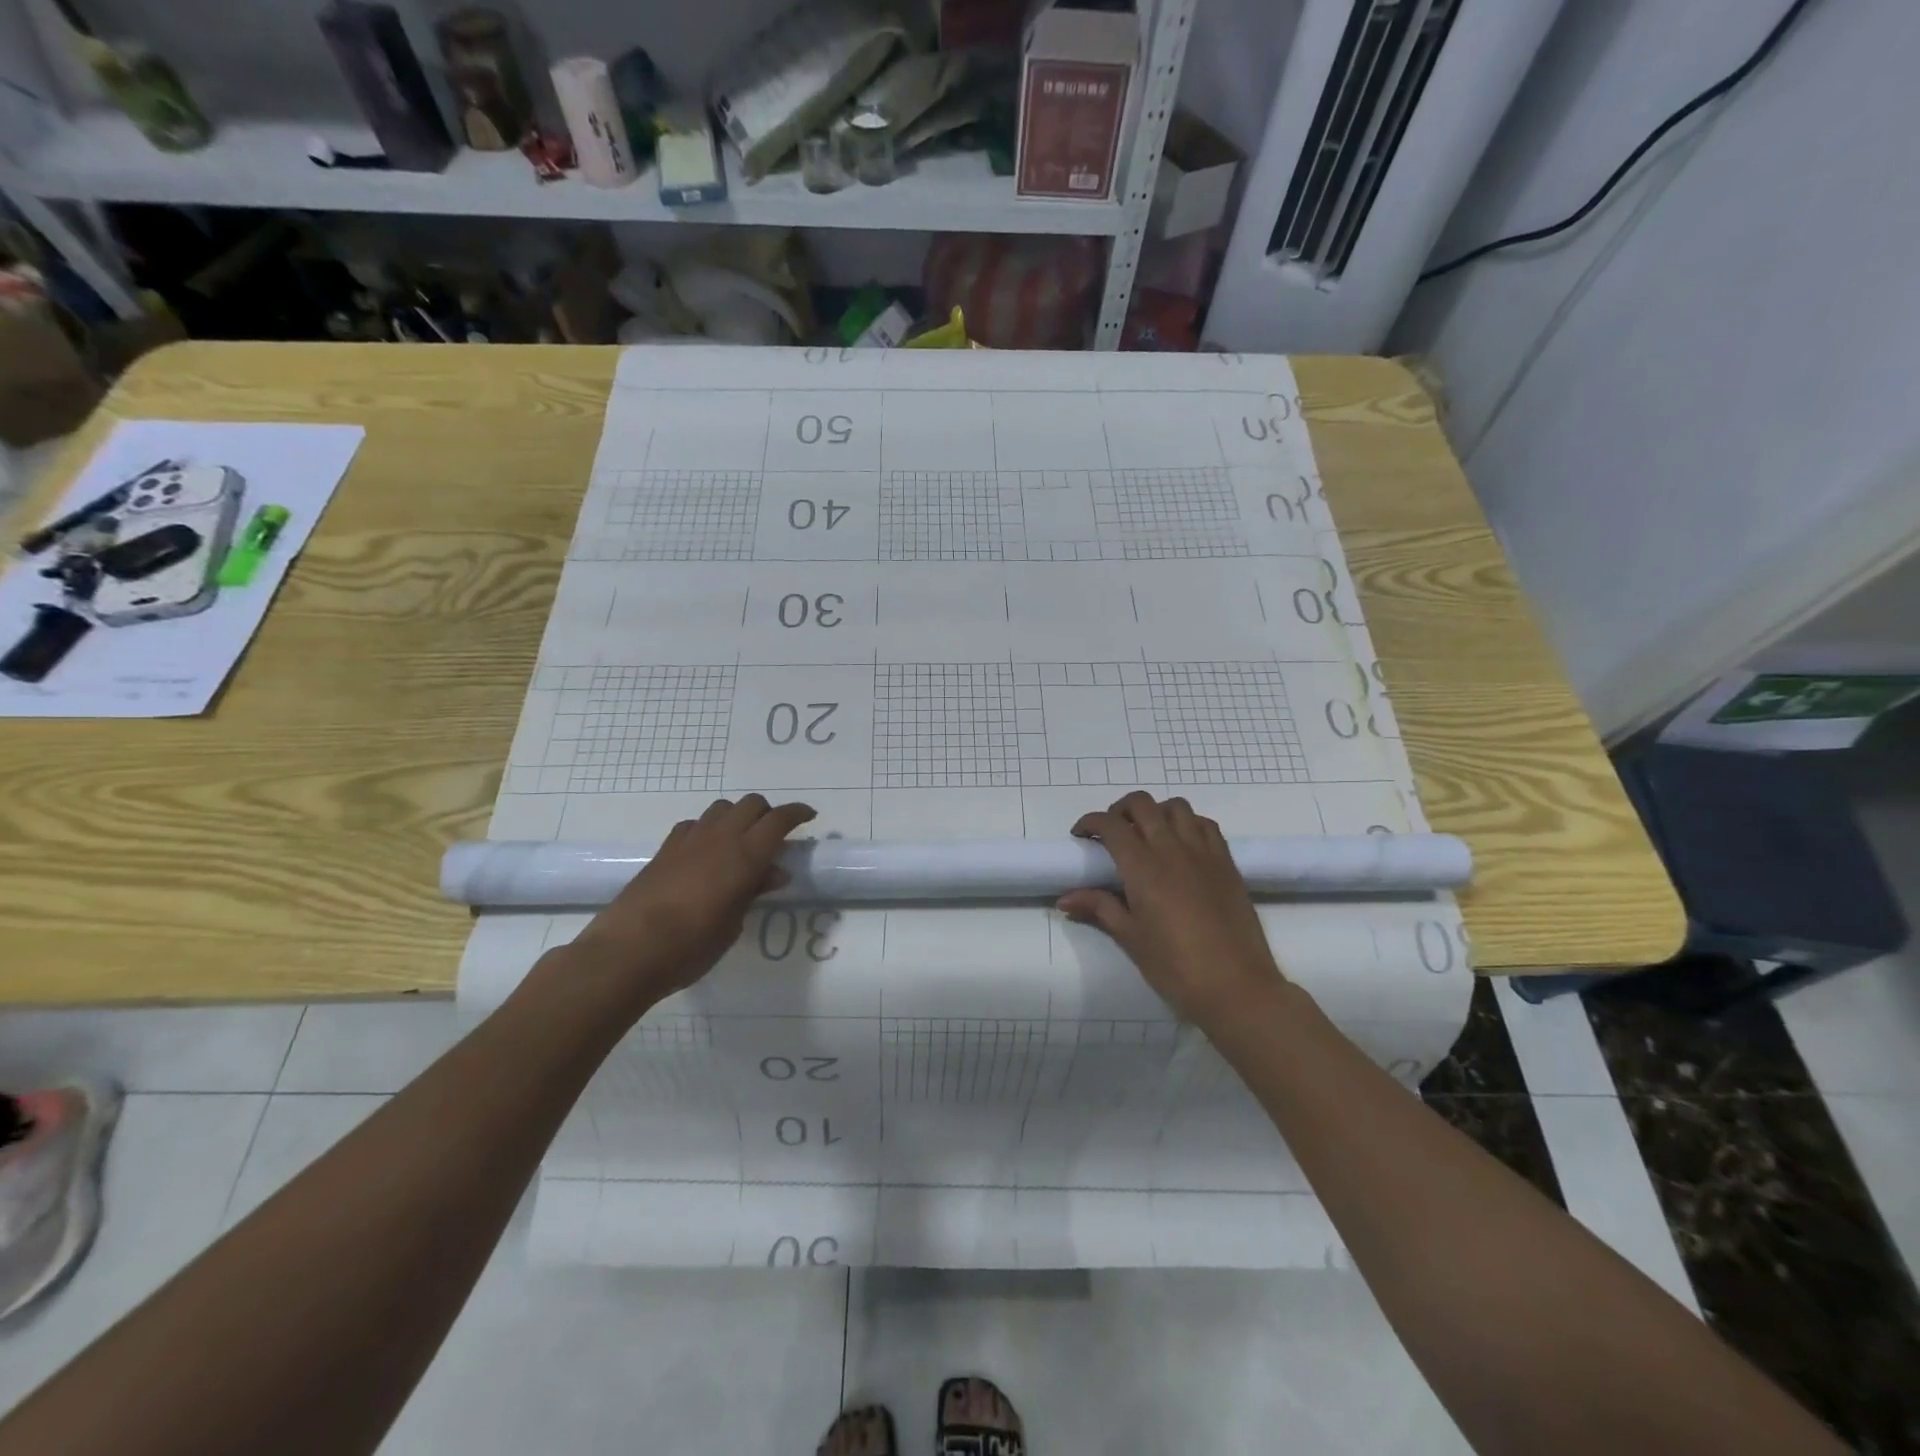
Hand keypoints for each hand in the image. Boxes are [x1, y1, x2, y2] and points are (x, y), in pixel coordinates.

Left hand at [570, 795, 815, 1003]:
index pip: (779, 820)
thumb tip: (773, 873)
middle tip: (775, 836)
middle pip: (751, 804)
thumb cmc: (691, 946)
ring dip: (738, 816)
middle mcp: (719, 838)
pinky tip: (706, 851)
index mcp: (745, 856)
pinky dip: (709, 828)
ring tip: (741, 841)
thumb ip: (753, 892)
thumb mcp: (733, 924)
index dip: (797, 813)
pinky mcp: (665, 849)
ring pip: (722, 807)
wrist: (628, 951)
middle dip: (768, 813)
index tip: (809, 817)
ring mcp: (689, 840)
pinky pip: (695, 824)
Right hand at [1058, 792, 1286, 1025]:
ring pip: (1176, 807)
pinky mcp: (1227, 862)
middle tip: (1111, 833)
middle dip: (1119, 810)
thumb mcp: (1130, 938)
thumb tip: (1065, 899)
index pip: (1111, 825)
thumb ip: (1099, 908)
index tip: (1080, 836)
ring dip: (1155, 812)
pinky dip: (1187, 823)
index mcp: (1143, 867)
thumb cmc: (1175, 966)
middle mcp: (1172, 849)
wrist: (1236, 987)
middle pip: (1142, 804)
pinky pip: (1205, 824)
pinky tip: (1182, 845)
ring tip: (1148, 834)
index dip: (1090, 822)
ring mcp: (1203, 852)